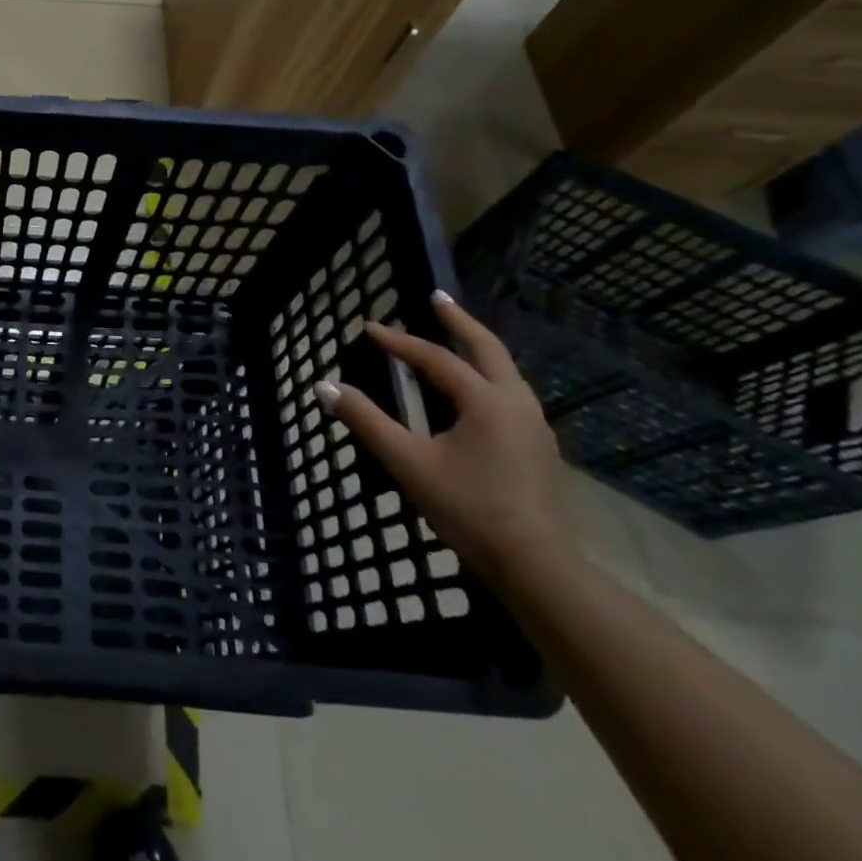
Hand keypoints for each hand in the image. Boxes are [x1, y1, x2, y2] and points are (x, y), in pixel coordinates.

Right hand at [318, 291, 571, 582]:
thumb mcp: (407, 462)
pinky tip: (475, 388)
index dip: (400, 342)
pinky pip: (509, 392)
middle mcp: (515, 403)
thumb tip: (324, 386)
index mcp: (485, 401)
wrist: (535, 564)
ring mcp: (533, 425)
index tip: (369, 327)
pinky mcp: (537, 446)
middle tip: (436, 296)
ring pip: (504, 370)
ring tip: (455, 336)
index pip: (436, 359)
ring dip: (476, 346)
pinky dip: (487, 373)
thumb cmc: (468, 507)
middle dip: (459, 321)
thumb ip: (366, 421)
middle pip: (487, 349)